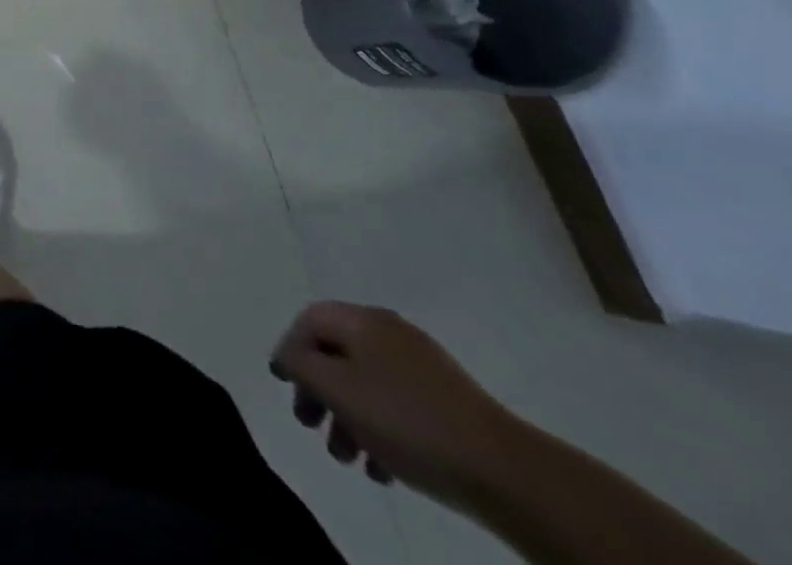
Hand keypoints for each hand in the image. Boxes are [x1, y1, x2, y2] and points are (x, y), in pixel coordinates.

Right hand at [271, 301, 522, 506]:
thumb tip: (289, 355)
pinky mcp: (448, 401)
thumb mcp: (337, 389)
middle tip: (311, 425)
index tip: (284, 386)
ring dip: (348, 417)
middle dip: (319, 390)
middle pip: (337, 353)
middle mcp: (390, 331)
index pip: (309, 320)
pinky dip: (380, 428)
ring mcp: (423, 365)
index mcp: (363, 319)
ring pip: (367, 383)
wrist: (507, 471)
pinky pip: (397, 403)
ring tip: (349, 457)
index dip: (290, 349)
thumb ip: (301, 364)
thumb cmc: (407, 421)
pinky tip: (383, 466)